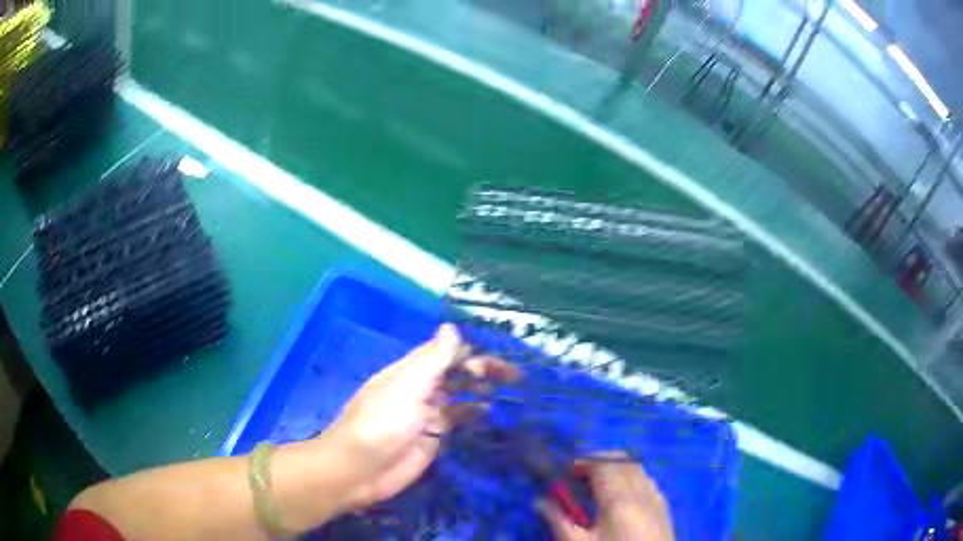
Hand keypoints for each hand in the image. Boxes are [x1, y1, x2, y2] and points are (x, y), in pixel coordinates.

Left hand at [318, 324, 517, 510]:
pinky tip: (489, 415)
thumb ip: (431, 360)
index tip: (498, 360)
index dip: (469, 354)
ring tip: (509, 393)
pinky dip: (472, 416)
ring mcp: (425, 417)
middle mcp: (419, 391)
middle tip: (513, 377)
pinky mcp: (431, 441)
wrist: (358, 471)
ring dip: (479, 393)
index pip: (443, 354)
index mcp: (408, 373)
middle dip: (481, 372)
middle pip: (453, 375)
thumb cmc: (380, 425)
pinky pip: (455, 423)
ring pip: (457, 399)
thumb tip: (451, 327)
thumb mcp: (406, 388)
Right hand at [537, 454, 674, 540]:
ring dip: (617, 467)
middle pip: (623, 461)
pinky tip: (621, 496)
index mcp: (619, 501)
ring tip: (598, 484)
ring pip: (638, 469)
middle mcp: (641, 492)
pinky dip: (633, 478)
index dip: (584, 462)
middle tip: (580, 474)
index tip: (567, 470)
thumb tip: (539, 501)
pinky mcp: (664, 507)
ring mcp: (656, 498)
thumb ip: (559, 521)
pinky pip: (648, 481)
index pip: (604, 465)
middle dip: (601, 460)